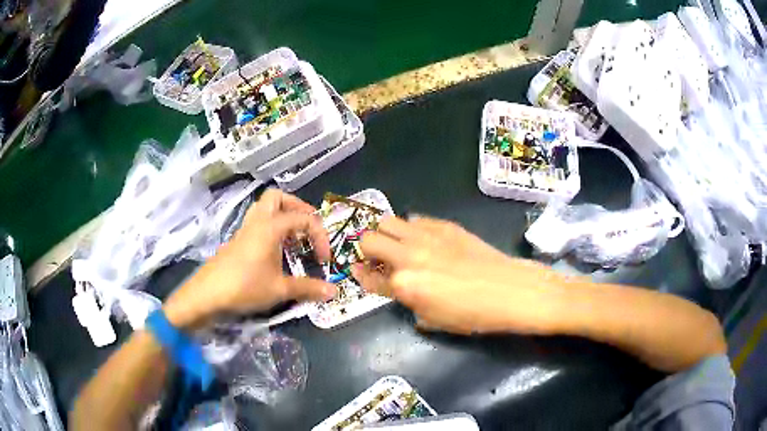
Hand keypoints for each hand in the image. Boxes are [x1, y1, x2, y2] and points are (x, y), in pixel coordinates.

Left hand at [164, 189, 335, 328]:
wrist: (207, 294)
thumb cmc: (245, 287)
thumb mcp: (280, 289)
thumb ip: (308, 288)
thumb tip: (333, 291)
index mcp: (271, 227)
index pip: (304, 219)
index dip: (320, 236)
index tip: (323, 260)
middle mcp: (257, 222)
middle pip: (278, 197)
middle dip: (297, 208)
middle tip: (308, 228)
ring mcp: (245, 230)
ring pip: (264, 208)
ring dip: (282, 215)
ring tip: (294, 238)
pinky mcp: (237, 241)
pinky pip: (257, 223)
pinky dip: (271, 228)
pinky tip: (275, 252)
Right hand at [353, 216, 573, 334]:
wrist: (509, 290)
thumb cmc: (472, 315)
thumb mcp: (433, 319)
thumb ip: (407, 302)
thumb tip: (396, 287)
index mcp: (404, 286)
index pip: (368, 277)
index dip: (360, 275)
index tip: (358, 271)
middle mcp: (408, 256)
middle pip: (368, 239)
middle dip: (367, 250)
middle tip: (378, 259)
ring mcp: (426, 236)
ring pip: (388, 221)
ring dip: (386, 234)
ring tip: (398, 245)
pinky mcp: (444, 225)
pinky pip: (415, 219)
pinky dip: (411, 229)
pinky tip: (423, 239)